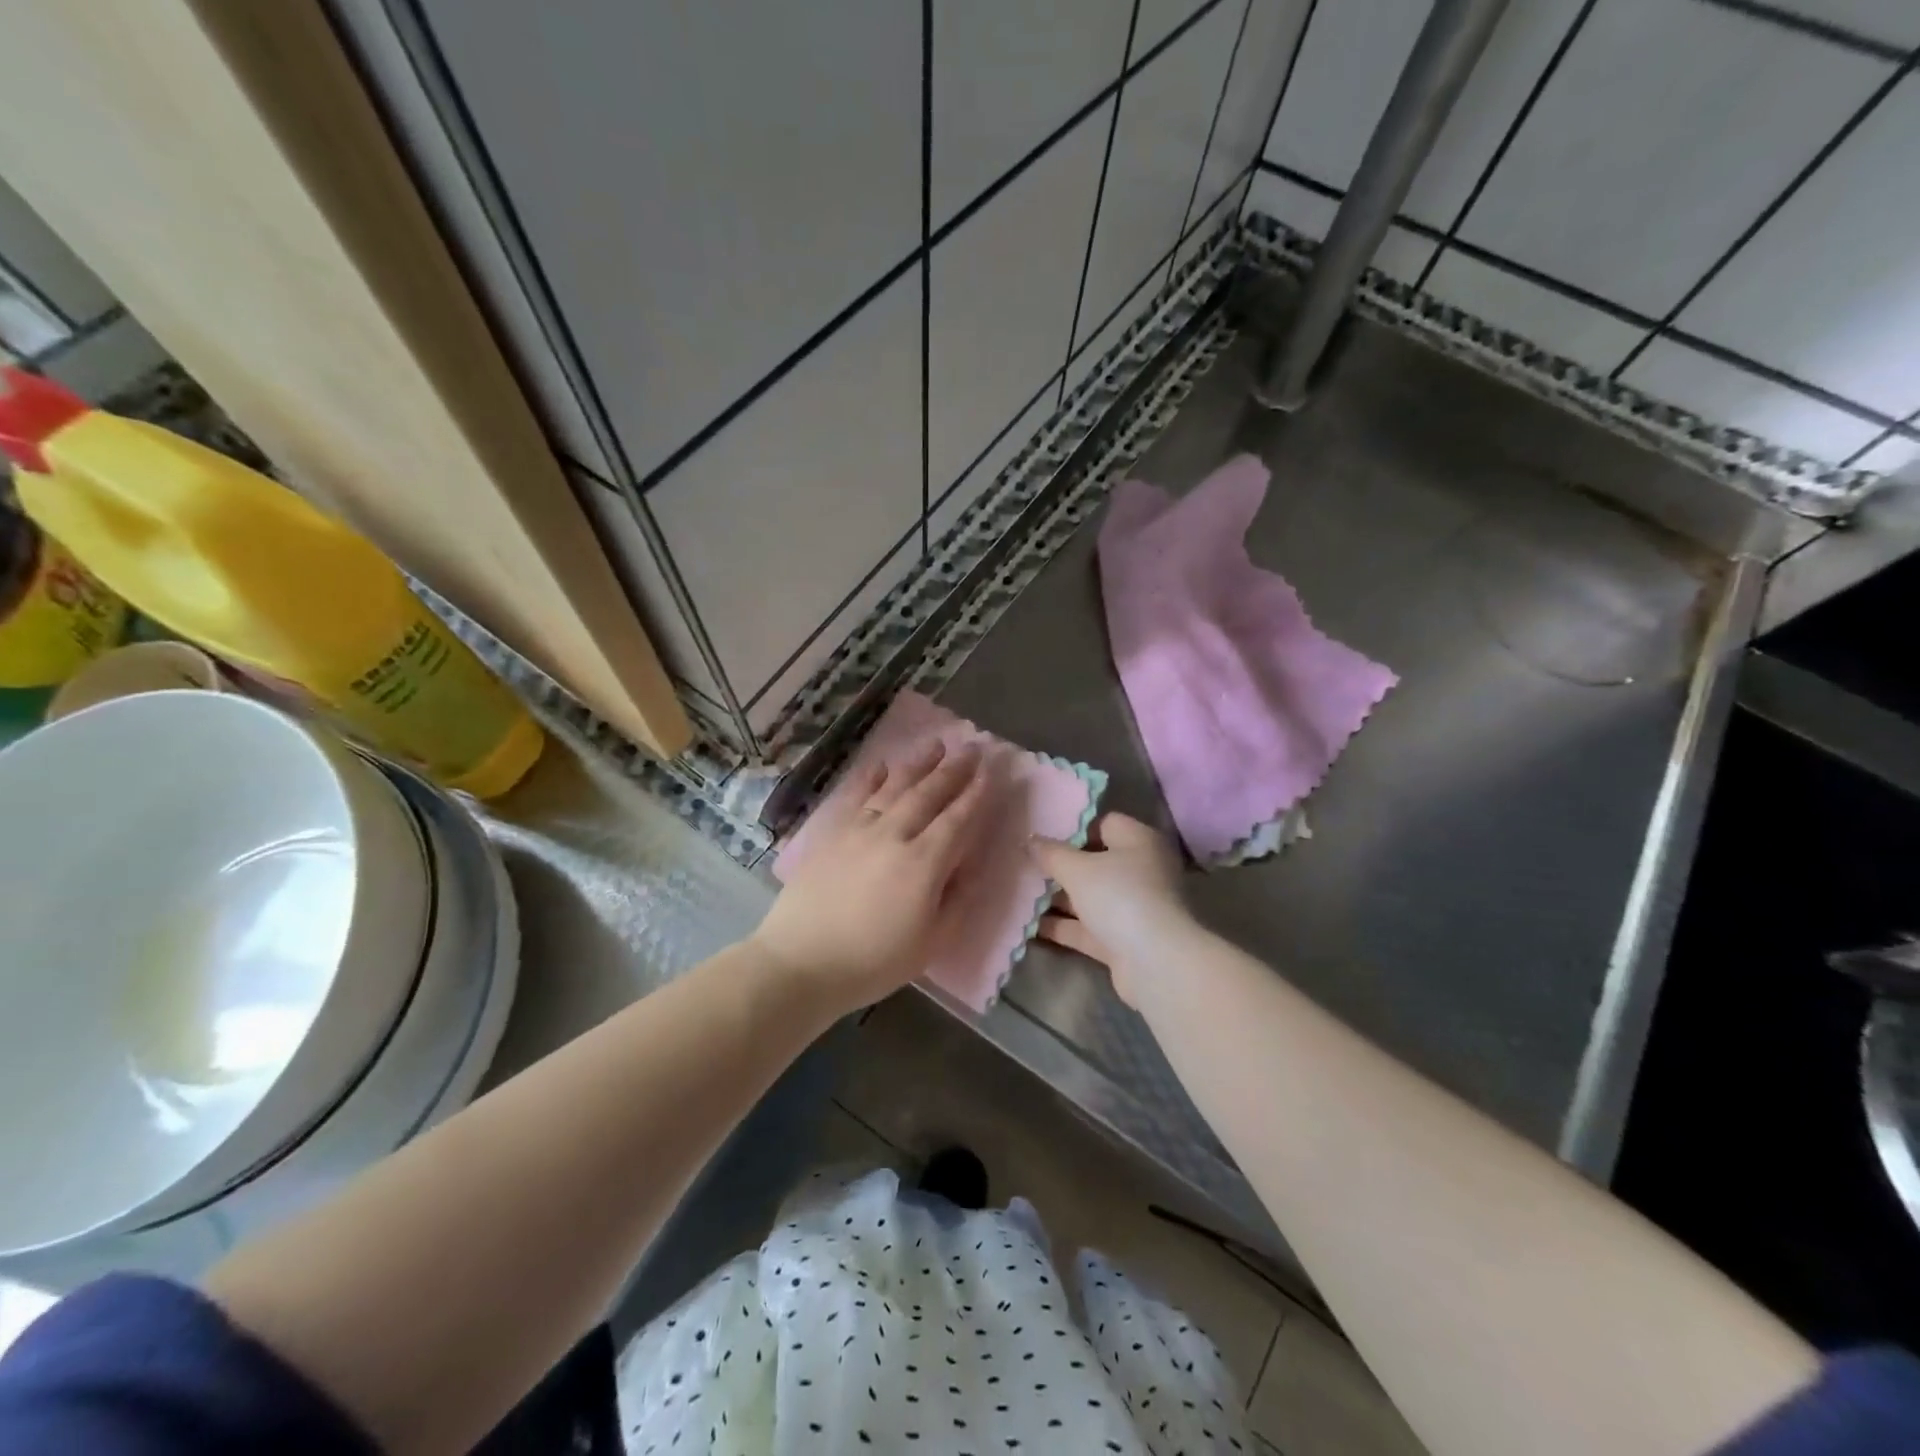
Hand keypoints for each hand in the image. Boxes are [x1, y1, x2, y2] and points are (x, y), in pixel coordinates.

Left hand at [752, 740, 992, 1012]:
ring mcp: (859, 829)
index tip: (990, 769)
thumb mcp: (931, 942)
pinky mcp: (832, 833)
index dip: (976, 793)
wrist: (802, 962)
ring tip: (937, 745)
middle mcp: (894, 834)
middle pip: (929, 793)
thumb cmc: (873, 961)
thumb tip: (971, 866)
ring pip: (895, 787)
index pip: (958, 818)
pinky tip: (882, 765)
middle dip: (954, 769)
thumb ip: (957, 900)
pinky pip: (856, 796)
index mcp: (924, 862)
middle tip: (972, 748)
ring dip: (919, 764)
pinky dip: (872, 778)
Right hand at [1030, 813, 1189, 1005]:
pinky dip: (1062, 926)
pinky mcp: (1123, 940)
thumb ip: (1050, 853)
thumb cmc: (1119, 897)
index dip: (1072, 827)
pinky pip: (1087, 927)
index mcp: (1138, 842)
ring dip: (1057, 898)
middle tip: (1025, 864)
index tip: (1041, 835)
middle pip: (1094, 862)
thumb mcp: (1077, 869)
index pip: (1103, 824)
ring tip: (1019, 891)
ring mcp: (1133, 907)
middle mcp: (1140, 870)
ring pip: (1089, 897)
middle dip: (1059, 866)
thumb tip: (1030, 839)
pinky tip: (1028, 924)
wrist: (1155, 962)